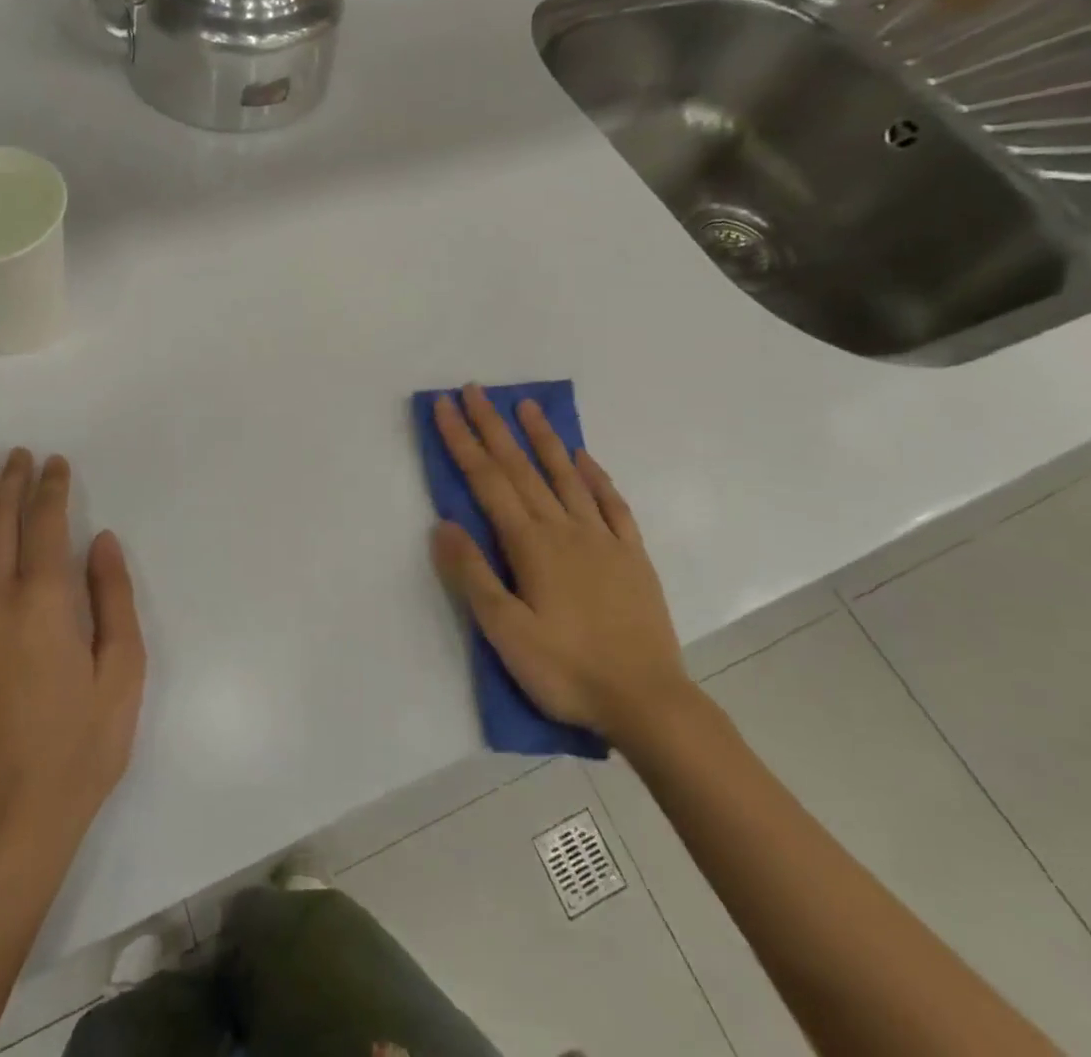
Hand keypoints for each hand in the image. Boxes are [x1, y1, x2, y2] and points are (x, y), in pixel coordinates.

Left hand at [0, 450, 146, 869]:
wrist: (6, 825)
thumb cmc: (79, 748)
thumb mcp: (123, 671)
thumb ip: (113, 599)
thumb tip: (99, 542)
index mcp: (44, 602)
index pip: (45, 526)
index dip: (50, 489)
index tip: (55, 462)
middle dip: (9, 485)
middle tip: (16, 454)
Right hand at [431, 386, 693, 751]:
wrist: (648, 701)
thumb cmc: (567, 670)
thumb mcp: (506, 632)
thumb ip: (472, 575)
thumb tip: (442, 523)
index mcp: (531, 544)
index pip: (487, 480)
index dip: (463, 440)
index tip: (445, 406)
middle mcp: (564, 528)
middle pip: (521, 467)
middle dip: (493, 426)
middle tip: (475, 389)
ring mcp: (603, 538)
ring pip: (566, 476)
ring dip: (544, 438)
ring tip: (527, 406)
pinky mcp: (632, 555)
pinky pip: (612, 504)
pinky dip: (595, 476)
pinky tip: (584, 459)